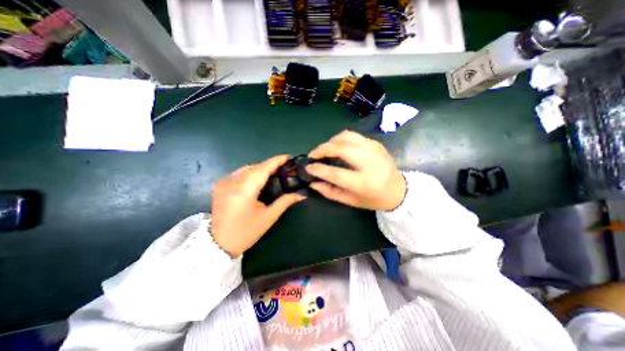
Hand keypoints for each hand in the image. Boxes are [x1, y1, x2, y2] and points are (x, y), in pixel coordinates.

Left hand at [211, 155, 306, 257]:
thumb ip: (285, 202)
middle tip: (283, 167)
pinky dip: (250, 172)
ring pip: (246, 168)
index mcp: (244, 190)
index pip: (263, 169)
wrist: (217, 244)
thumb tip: (301, 195)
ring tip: (273, 172)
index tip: (288, 156)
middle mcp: (231, 182)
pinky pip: (239, 173)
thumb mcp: (268, 217)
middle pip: (255, 167)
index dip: (276, 161)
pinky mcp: (219, 185)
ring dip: (260, 168)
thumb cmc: (246, 232)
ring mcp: (223, 182)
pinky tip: (257, 178)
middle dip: (270, 165)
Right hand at [306, 129, 404, 208]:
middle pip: (340, 148)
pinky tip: (338, 148)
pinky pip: (353, 136)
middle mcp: (369, 162)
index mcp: (363, 183)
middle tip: (313, 155)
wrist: (398, 190)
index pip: (335, 173)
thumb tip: (312, 182)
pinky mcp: (375, 143)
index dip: (318, 169)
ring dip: (331, 141)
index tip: (308, 167)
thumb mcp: (350, 201)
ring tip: (325, 150)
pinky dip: (341, 139)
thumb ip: (330, 192)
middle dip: (322, 149)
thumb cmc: (373, 199)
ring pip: (346, 136)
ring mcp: (374, 149)